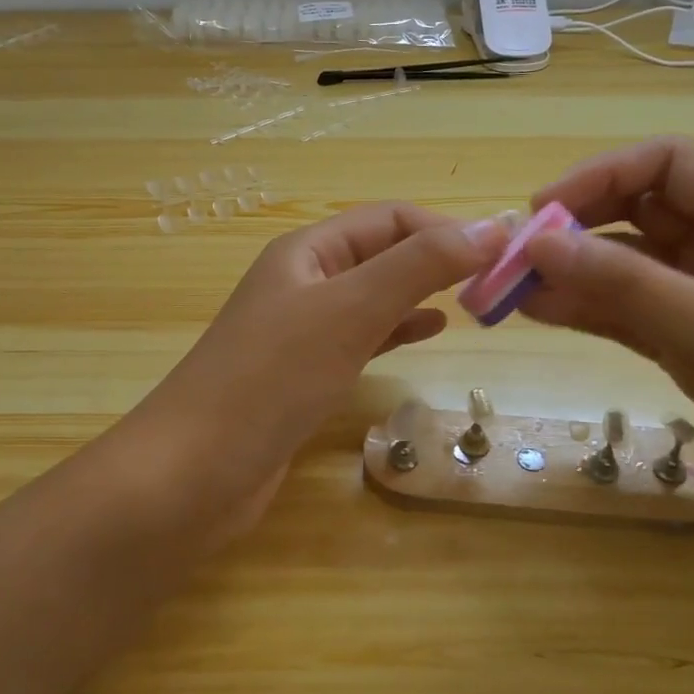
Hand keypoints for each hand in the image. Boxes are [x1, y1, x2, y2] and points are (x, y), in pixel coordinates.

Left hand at [132, 203, 507, 548]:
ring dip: (421, 294)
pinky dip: (397, 330)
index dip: (444, 229)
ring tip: (473, 303)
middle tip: (496, 282)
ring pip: (373, 296)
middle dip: (436, 260)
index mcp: (306, 252)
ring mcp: (300, 331)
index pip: (388, 219)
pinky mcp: (303, 375)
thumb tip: (490, 229)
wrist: (193, 474)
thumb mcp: (350, 311)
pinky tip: (429, 333)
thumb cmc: (272, 379)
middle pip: (380, 254)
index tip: (500, 255)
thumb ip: (418, 267)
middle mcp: (302, 282)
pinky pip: (361, 338)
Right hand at [519, 139, 693, 552]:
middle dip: (578, 226)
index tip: (543, 214)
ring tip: (513, 289)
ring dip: (574, 272)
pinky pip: (630, 314)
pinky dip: (589, 310)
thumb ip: (628, 286)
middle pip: (640, 212)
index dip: (601, 176)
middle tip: (518, 256)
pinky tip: (543, 313)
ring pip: (628, 267)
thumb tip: (539, 244)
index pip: (667, 165)